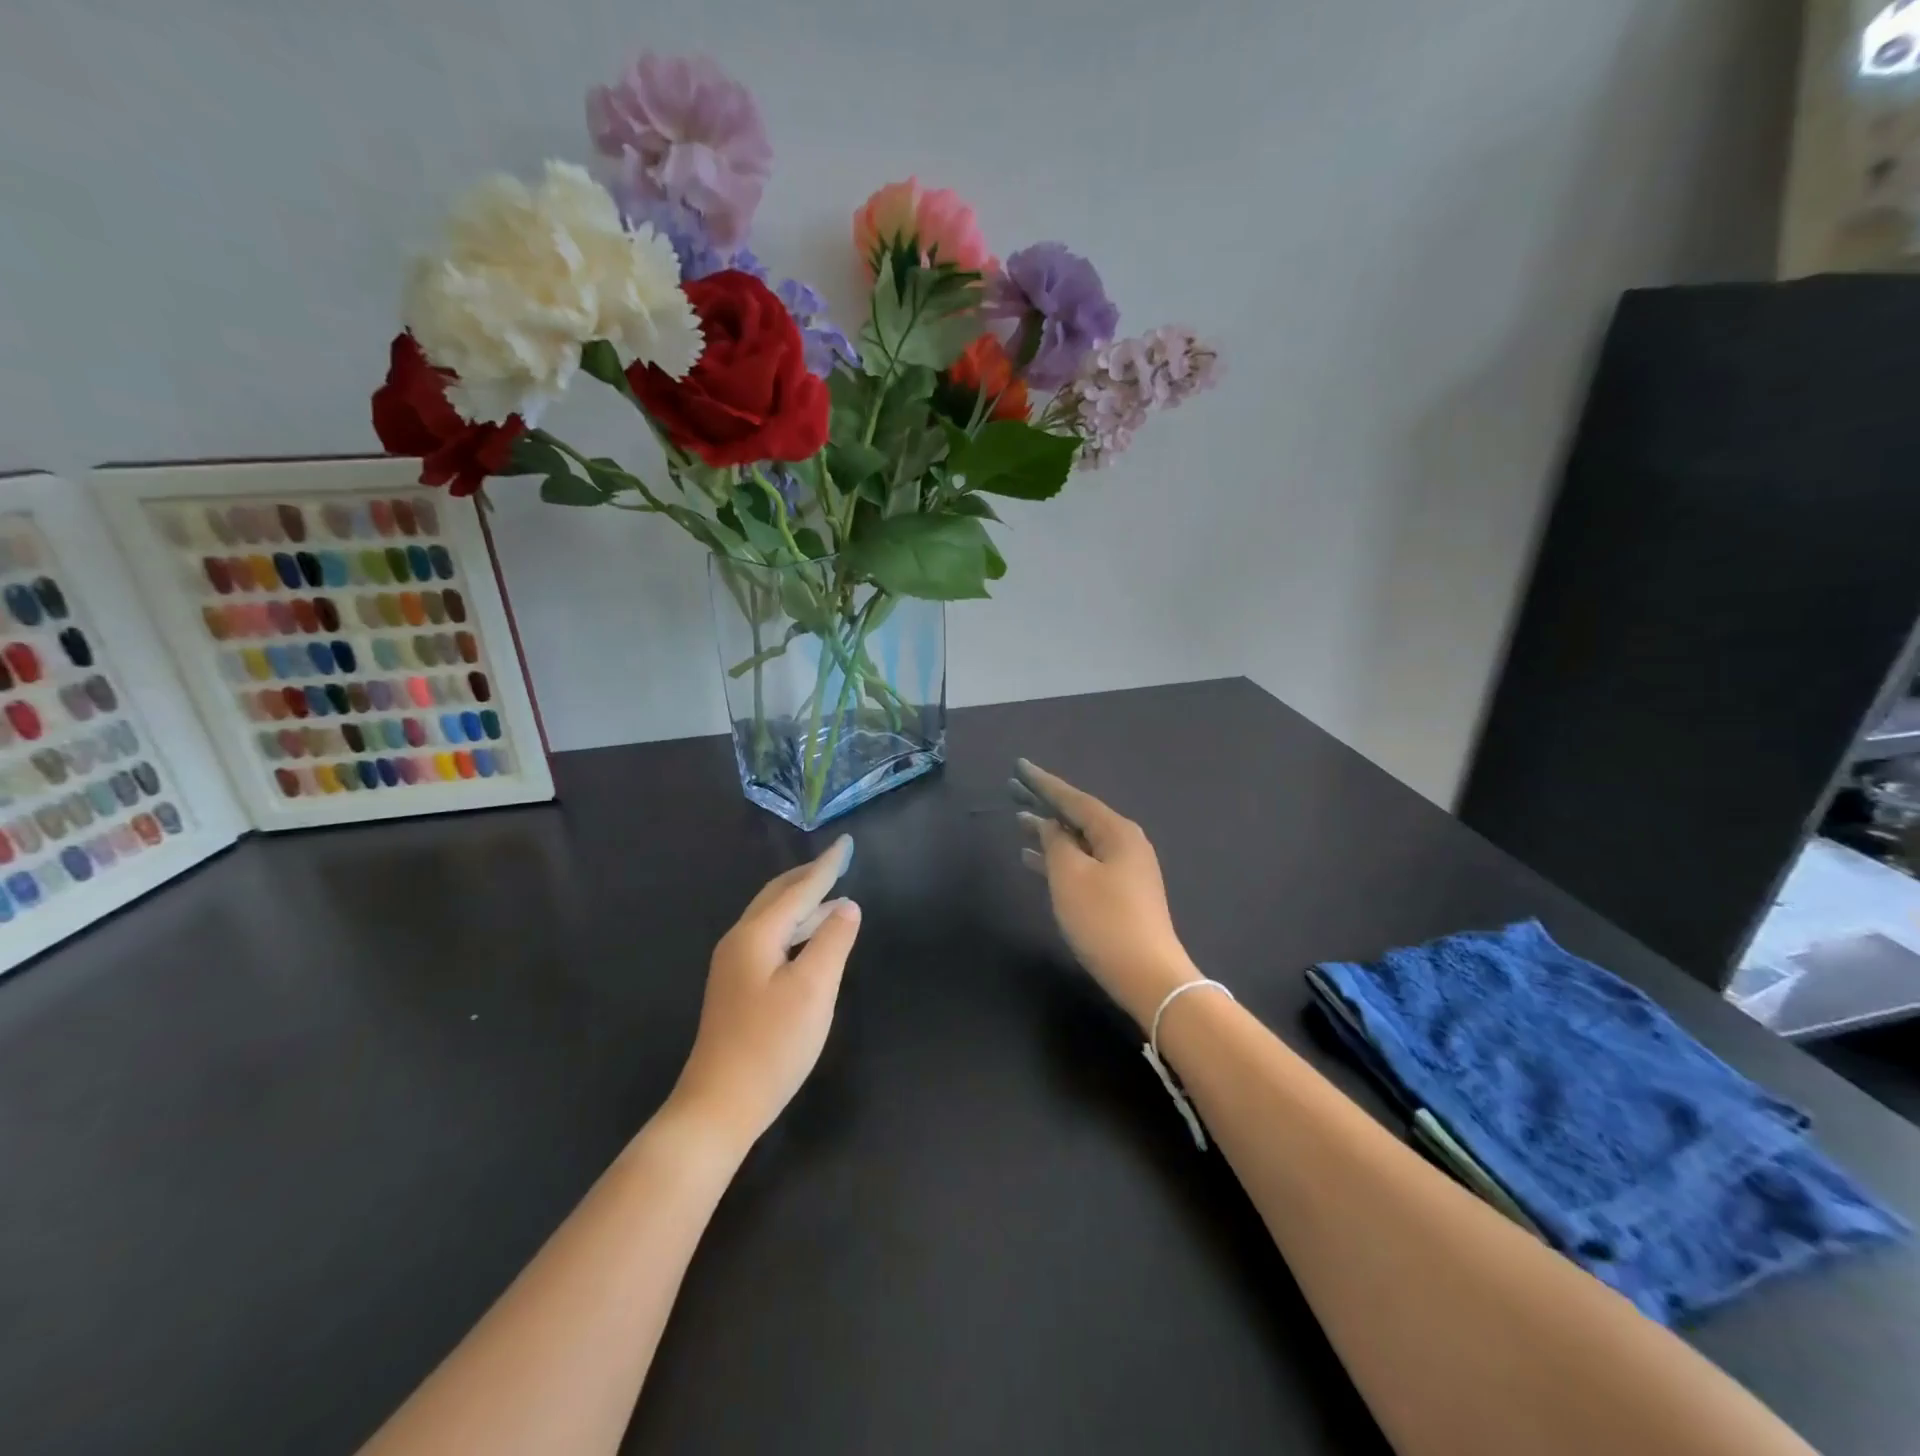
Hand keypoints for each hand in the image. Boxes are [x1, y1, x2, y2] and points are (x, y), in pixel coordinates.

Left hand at [671, 836, 861, 1145]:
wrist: (718, 1106)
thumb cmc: (771, 1045)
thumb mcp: (813, 989)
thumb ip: (833, 941)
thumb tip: (846, 905)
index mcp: (756, 934)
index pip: (799, 888)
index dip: (827, 866)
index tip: (847, 842)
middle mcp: (740, 941)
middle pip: (778, 896)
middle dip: (809, 877)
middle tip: (839, 862)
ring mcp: (734, 965)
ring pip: (773, 918)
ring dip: (803, 903)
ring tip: (833, 895)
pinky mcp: (737, 987)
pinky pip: (771, 938)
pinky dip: (795, 927)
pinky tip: (810, 939)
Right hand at [1016, 760, 1198, 1026]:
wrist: (1147, 975)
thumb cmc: (1105, 919)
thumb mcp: (1070, 876)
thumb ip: (1055, 843)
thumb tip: (1049, 826)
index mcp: (1117, 831)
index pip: (1074, 798)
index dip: (1043, 783)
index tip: (1019, 766)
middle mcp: (1125, 843)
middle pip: (1078, 816)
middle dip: (1045, 804)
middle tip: (1012, 790)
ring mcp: (1124, 869)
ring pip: (1079, 841)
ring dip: (1049, 833)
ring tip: (1017, 823)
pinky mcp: (1120, 893)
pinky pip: (1083, 863)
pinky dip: (1058, 859)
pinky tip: (1032, 861)